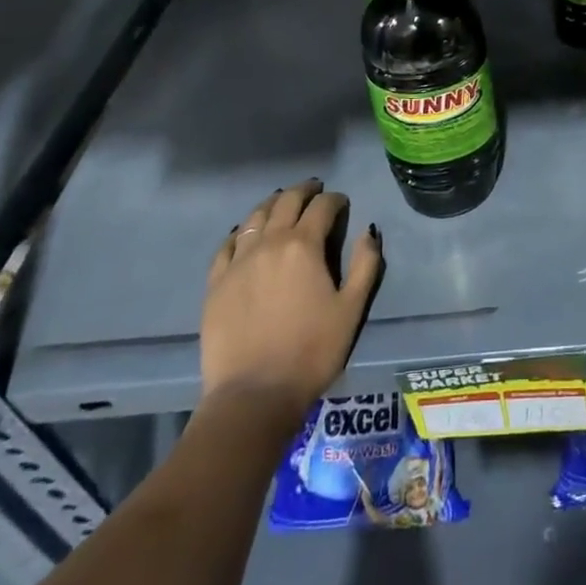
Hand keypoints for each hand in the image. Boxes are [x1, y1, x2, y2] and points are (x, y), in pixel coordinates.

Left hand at [201, 179, 382, 414]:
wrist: (254, 395)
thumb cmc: (311, 351)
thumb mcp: (352, 309)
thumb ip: (365, 264)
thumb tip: (369, 232)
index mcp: (303, 245)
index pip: (322, 207)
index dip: (335, 200)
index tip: (342, 203)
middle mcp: (269, 243)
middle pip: (286, 202)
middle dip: (304, 191)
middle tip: (314, 189)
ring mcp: (238, 262)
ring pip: (255, 218)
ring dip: (272, 204)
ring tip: (282, 203)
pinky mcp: (216, 284)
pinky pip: (227, 246)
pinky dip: (240, 232)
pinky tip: (244, 234)